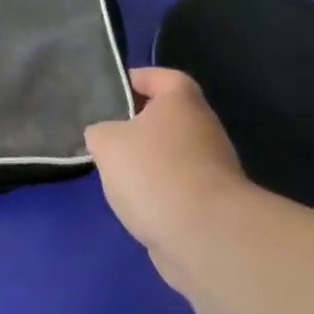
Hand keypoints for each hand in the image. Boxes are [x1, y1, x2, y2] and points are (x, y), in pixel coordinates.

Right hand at [87, 67, 251, 290]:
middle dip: (137, 125)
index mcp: (181, 101)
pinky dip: (159, 192)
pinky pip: (178, 186)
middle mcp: (203, 127)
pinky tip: (136, 204)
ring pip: (172, 154)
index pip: (161, 76)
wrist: (206, 237)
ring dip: (147, 162)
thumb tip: (103, 137)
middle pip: (167, 117)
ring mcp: (213, 168)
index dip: (136, 79)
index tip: (111, 92)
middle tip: (107, 135)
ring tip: (116, 173)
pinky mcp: (213, 204)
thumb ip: (99, 132)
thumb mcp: (107, 142)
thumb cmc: (154, 172)